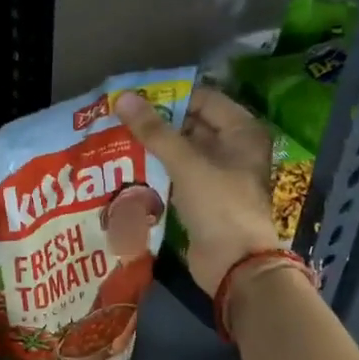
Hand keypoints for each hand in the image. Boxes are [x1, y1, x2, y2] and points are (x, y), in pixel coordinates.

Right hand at [115, 88, 281, 296]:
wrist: (234, 264)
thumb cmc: (218, 204)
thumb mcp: (186, 163)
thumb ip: (154, 131)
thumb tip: (123, 98)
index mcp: (241, 131)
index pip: (203, 99)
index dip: (170, 96)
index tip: (133, 96)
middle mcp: (233, 149)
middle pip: (191, 125)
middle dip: (157, 123)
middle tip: (119, 117)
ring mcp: (219, 176)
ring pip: (182, 152)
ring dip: (154, 148)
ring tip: (117, 138)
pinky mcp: (203, 199)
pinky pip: (178, 176)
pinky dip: (158, 172)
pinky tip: (129, 168)